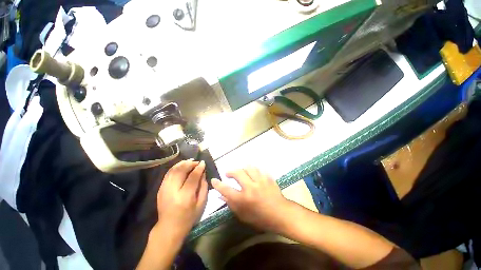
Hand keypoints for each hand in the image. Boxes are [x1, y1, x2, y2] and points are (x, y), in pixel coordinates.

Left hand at [156, 160, 207, 237]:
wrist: (169, 228)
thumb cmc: (188, 218)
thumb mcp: (201, 204)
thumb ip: (204, 187)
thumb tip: (203, 173)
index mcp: (185, 197)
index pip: (192, 177)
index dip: (198, 168)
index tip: (203, 162)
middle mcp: (172, 191)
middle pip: (180, 171)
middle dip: (190, 163)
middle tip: (197, 162)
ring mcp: (164, 189)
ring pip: (173, 170)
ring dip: (182, 163)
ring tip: (190, 161)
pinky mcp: (160, 189)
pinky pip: (168, 173)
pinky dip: (176, 167)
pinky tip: (182, 166)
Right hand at [211, 166, 291, 231]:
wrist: (280, 214)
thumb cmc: (261, 218)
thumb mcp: (243, 215)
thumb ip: (231, 204)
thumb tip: (221, 195)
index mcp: (243, 199)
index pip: (226, 189)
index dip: (218, 184)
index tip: (214, 180)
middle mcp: (251, 187)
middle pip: (237, 173)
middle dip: (230, 172)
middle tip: (228, 174)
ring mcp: (260, 181)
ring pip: (249, 168)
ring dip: (243, 169)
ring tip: (242, 172)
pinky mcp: (267, 178)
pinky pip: (259, 169)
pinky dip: (254, 170)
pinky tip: (253, 174)